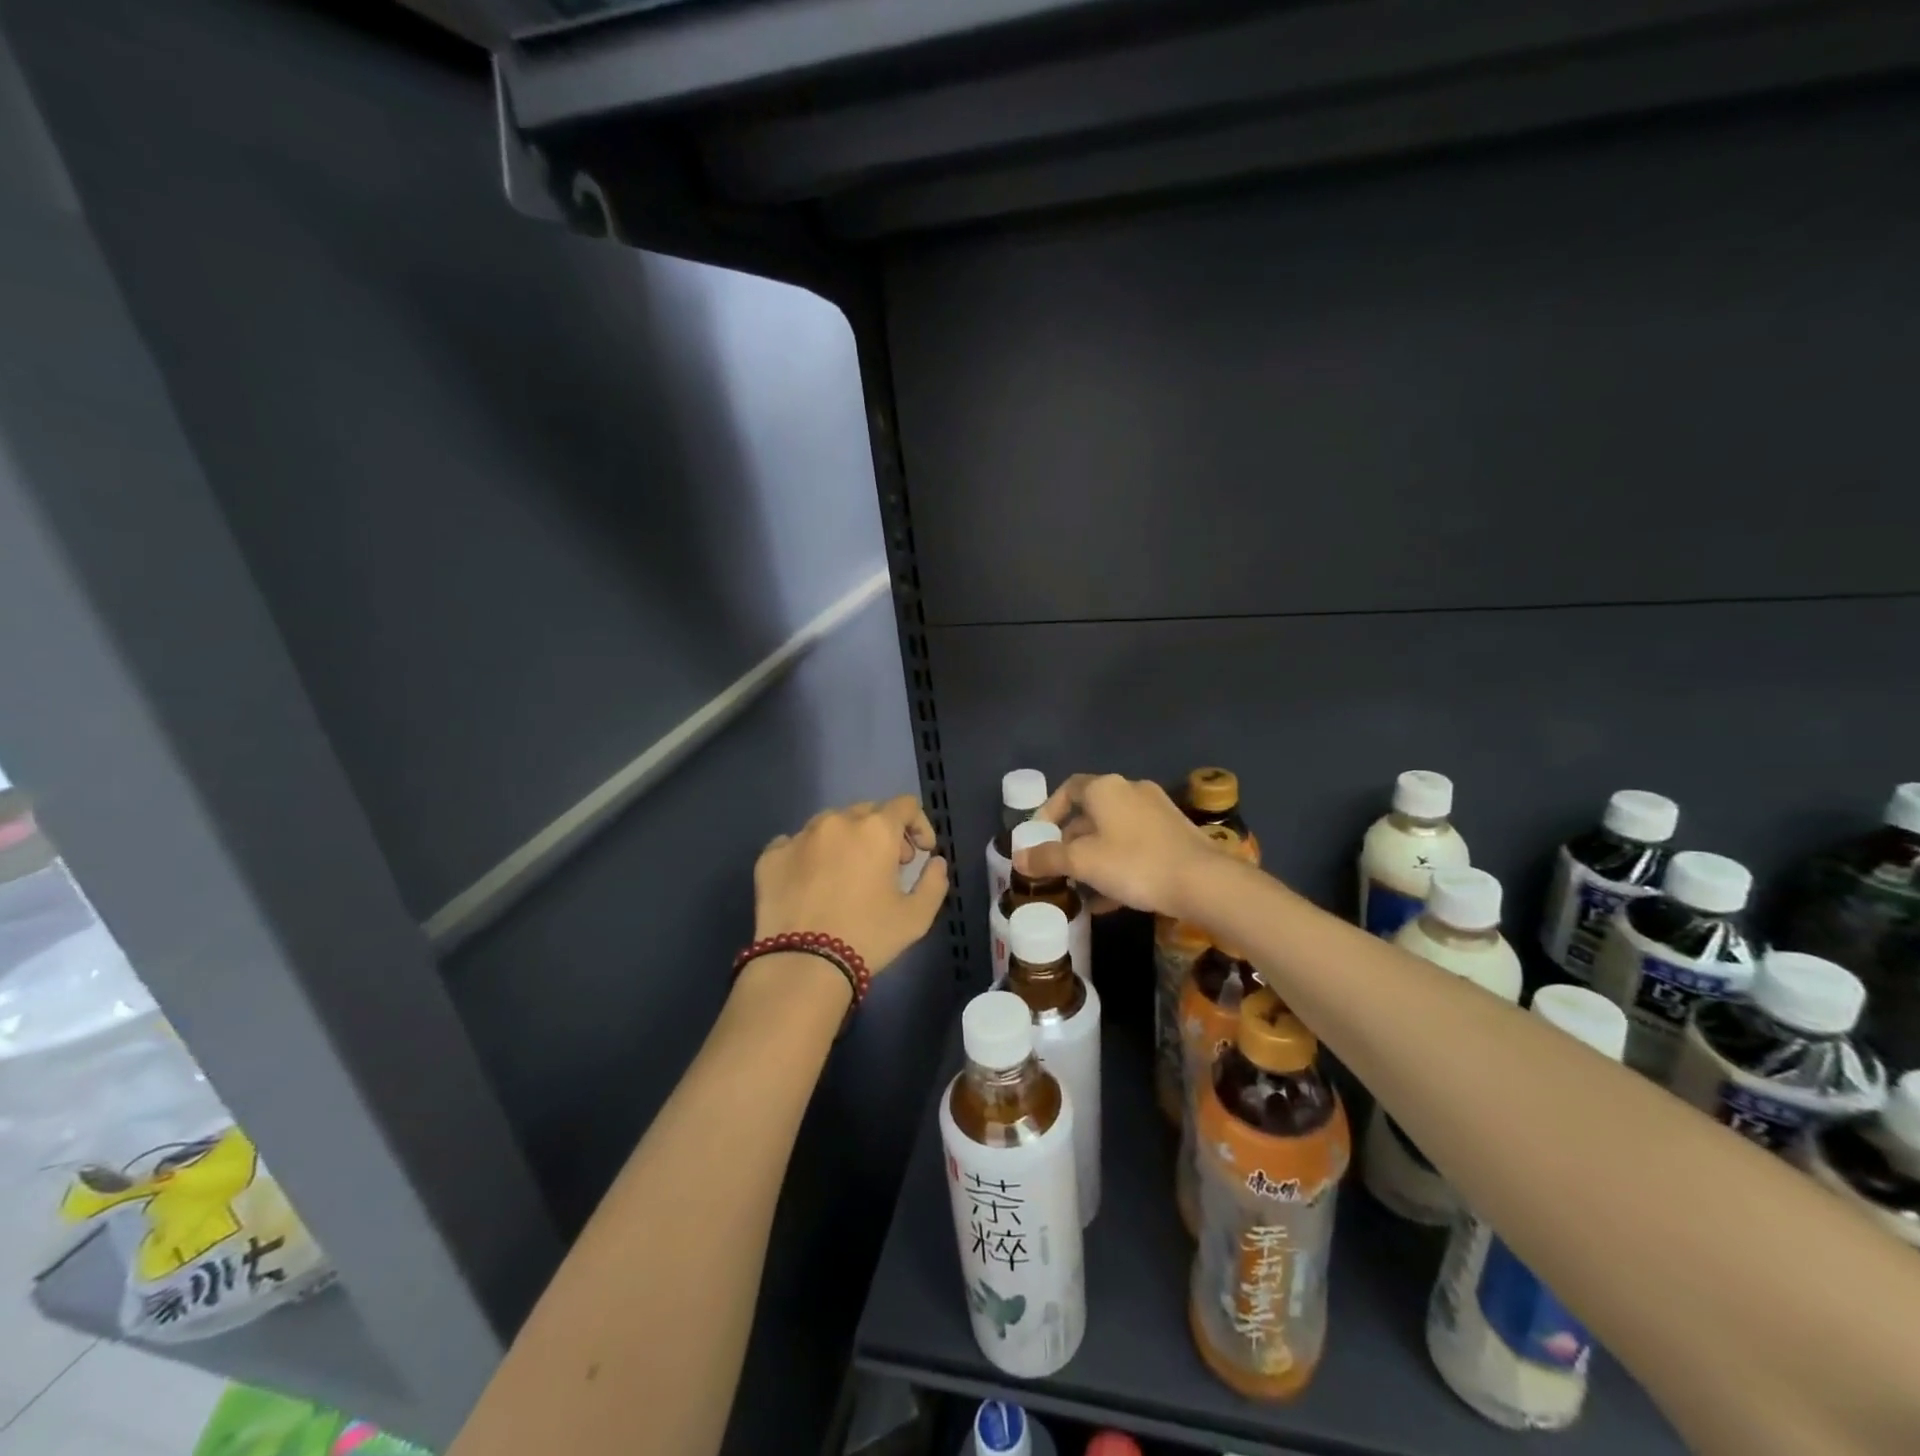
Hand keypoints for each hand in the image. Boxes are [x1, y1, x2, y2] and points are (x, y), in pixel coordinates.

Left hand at [753, 796, 949, 974]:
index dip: (919, 825)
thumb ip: (934, 882)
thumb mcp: (917, 917)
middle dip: (884, 833)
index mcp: (875, 830)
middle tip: (888, 866)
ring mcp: (799, 836)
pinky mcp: (771, 856)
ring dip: (846, 840)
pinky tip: (812, 882)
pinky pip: (795, 844)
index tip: (920, 853)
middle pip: (867, 811)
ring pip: (830, 824)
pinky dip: (809, 855)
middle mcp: (837, 822)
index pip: (905, 806)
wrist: (803, 965)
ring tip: (847, 873)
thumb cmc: (867, 937)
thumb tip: (934, 862)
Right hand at [1015, 773, 1229, 917]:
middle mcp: (1131, 791)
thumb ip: (1048, 858)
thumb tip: (1018, 857)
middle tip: (1057, 866)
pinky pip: (1136, 846)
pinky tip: (1110, 900)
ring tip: (1080, 886)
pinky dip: (1118, 865)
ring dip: (1094, 856)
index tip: (1038, 836)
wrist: (1204, 882)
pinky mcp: (1175, 836)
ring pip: (1114, 831)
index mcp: (1106, 789)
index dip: (1049, 810)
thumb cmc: (1135, 863)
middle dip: (1070, 839)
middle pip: (1091, 811)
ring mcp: (1157, 812)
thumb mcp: (1083, 862)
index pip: (1068, 788)